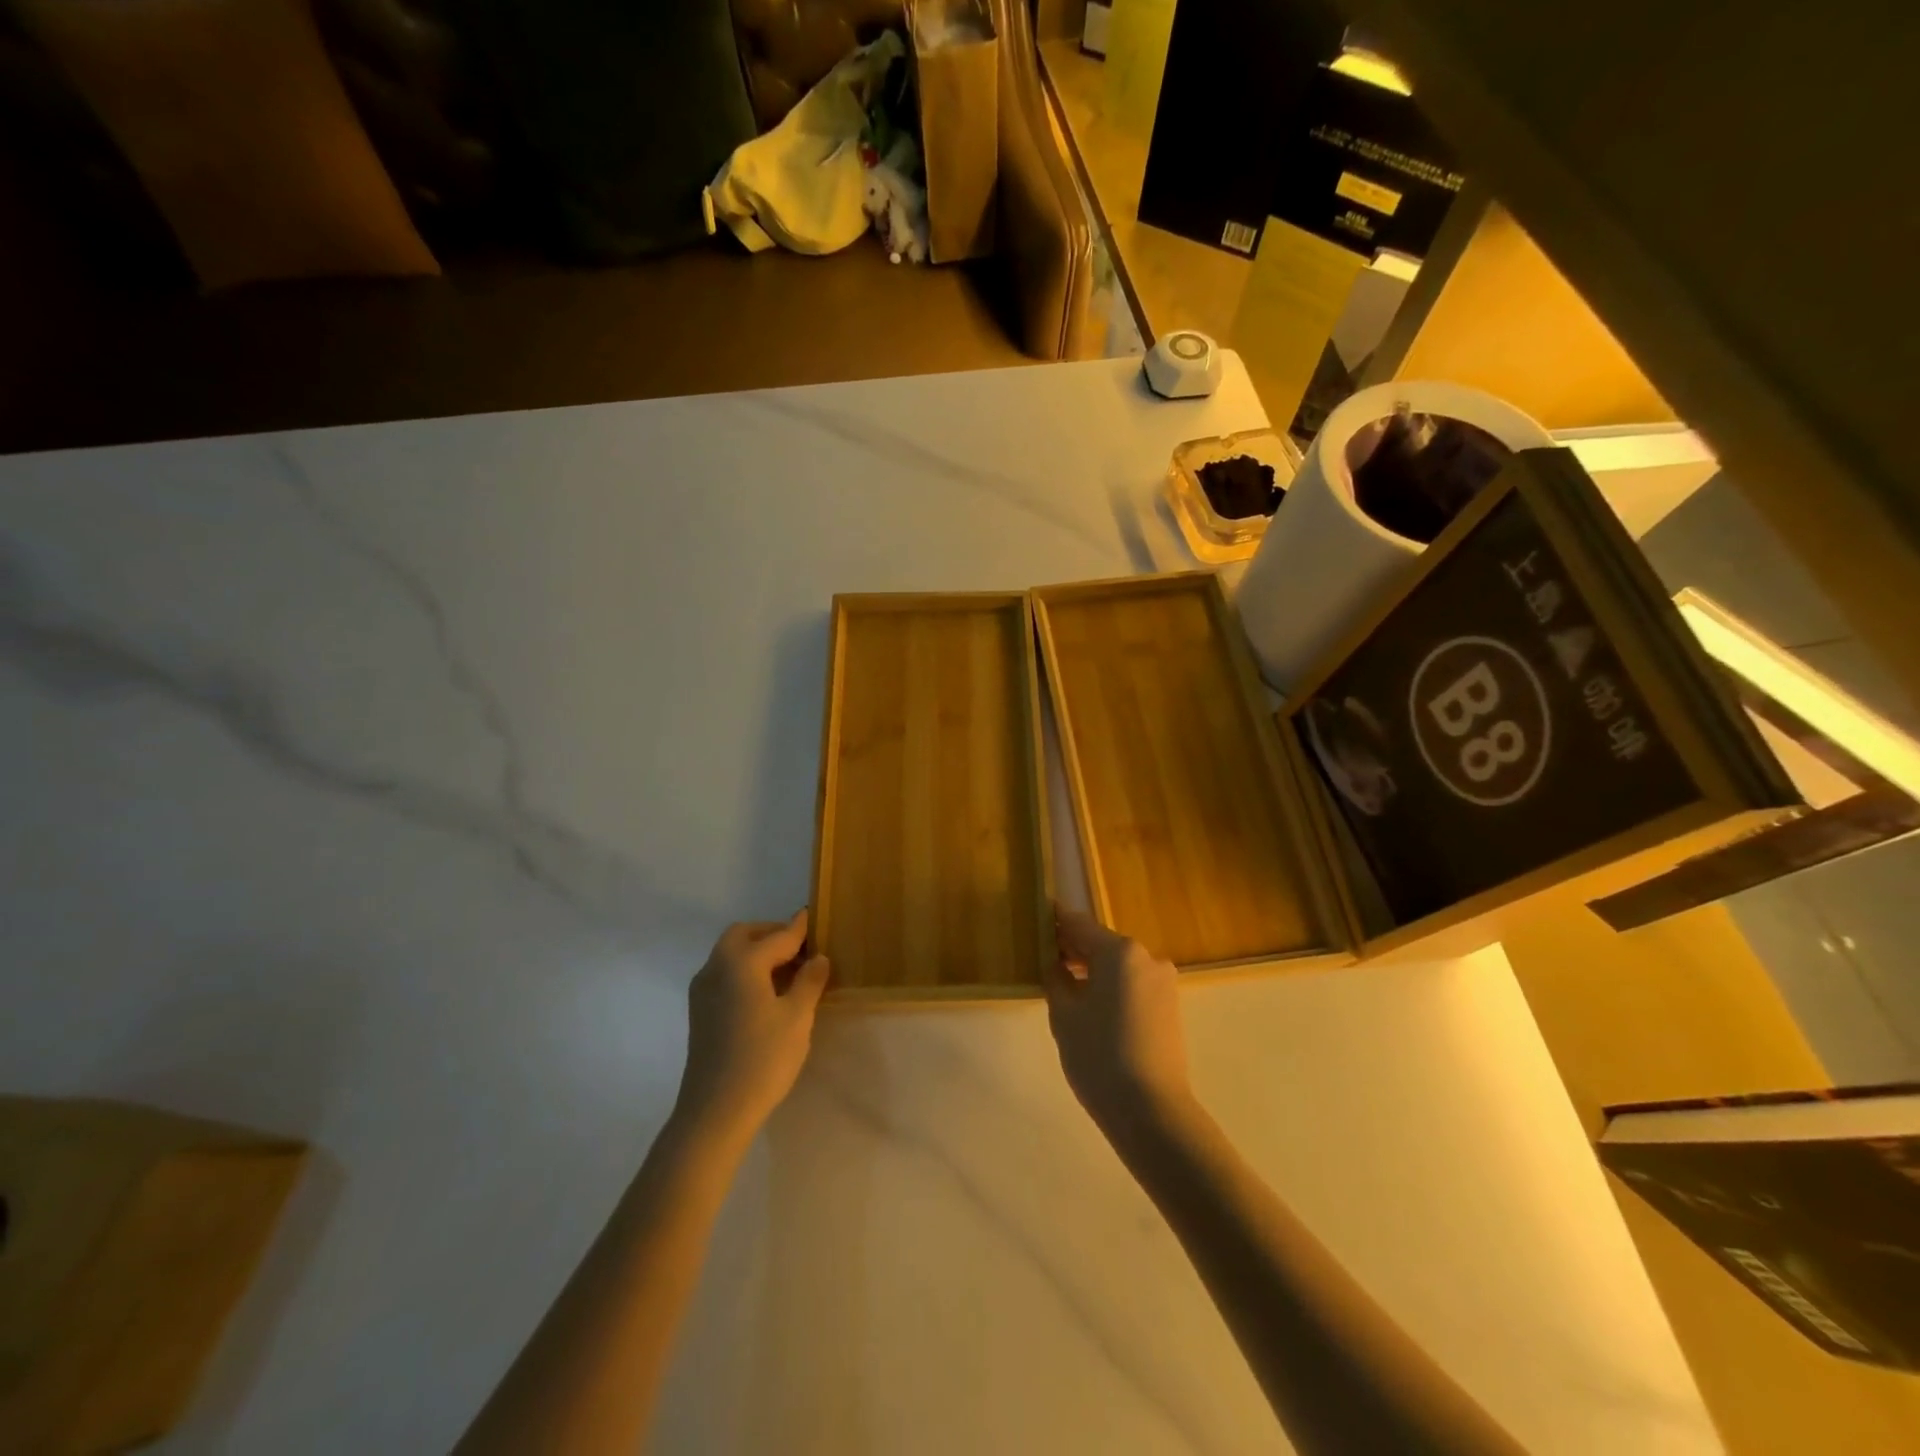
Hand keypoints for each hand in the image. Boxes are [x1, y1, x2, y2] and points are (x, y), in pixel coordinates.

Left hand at [674, 910, 829, 1144]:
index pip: (777, 937)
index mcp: (742, 962)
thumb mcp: (797, 1018)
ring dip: (756, 952)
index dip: (798, 928)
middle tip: (799, 948)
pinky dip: (744, 970)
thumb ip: (808, 981)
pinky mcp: (699, 1011)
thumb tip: (817, 958)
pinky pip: (724, 974)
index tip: (812, 915)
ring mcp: (703, 990)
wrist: (714, 1111)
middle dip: (771, 935)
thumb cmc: (762, 1059)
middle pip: (744, 935)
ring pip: (730, 954)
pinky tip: (765, 993)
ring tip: (787, 971)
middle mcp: (717, 967)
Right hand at [1044, 907, 1194, 1149]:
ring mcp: (1162, 983)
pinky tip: (1091, 1006)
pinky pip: (1132, 984)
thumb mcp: (1064, 1013)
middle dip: (1073, 948)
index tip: (1036, 919)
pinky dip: (1111, 986)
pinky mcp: (1169, 1007)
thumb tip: (1056, 963)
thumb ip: (1056, 977)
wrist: (1151, 1111)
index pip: (1079, 924)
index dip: (1055, 922)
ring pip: (1118, 965)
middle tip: (1043, 957)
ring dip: (1092, 969)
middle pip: (1101, 943)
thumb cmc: (1099, 1055)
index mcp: (1119, 951)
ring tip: (1064, 985)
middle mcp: (1146, 957)